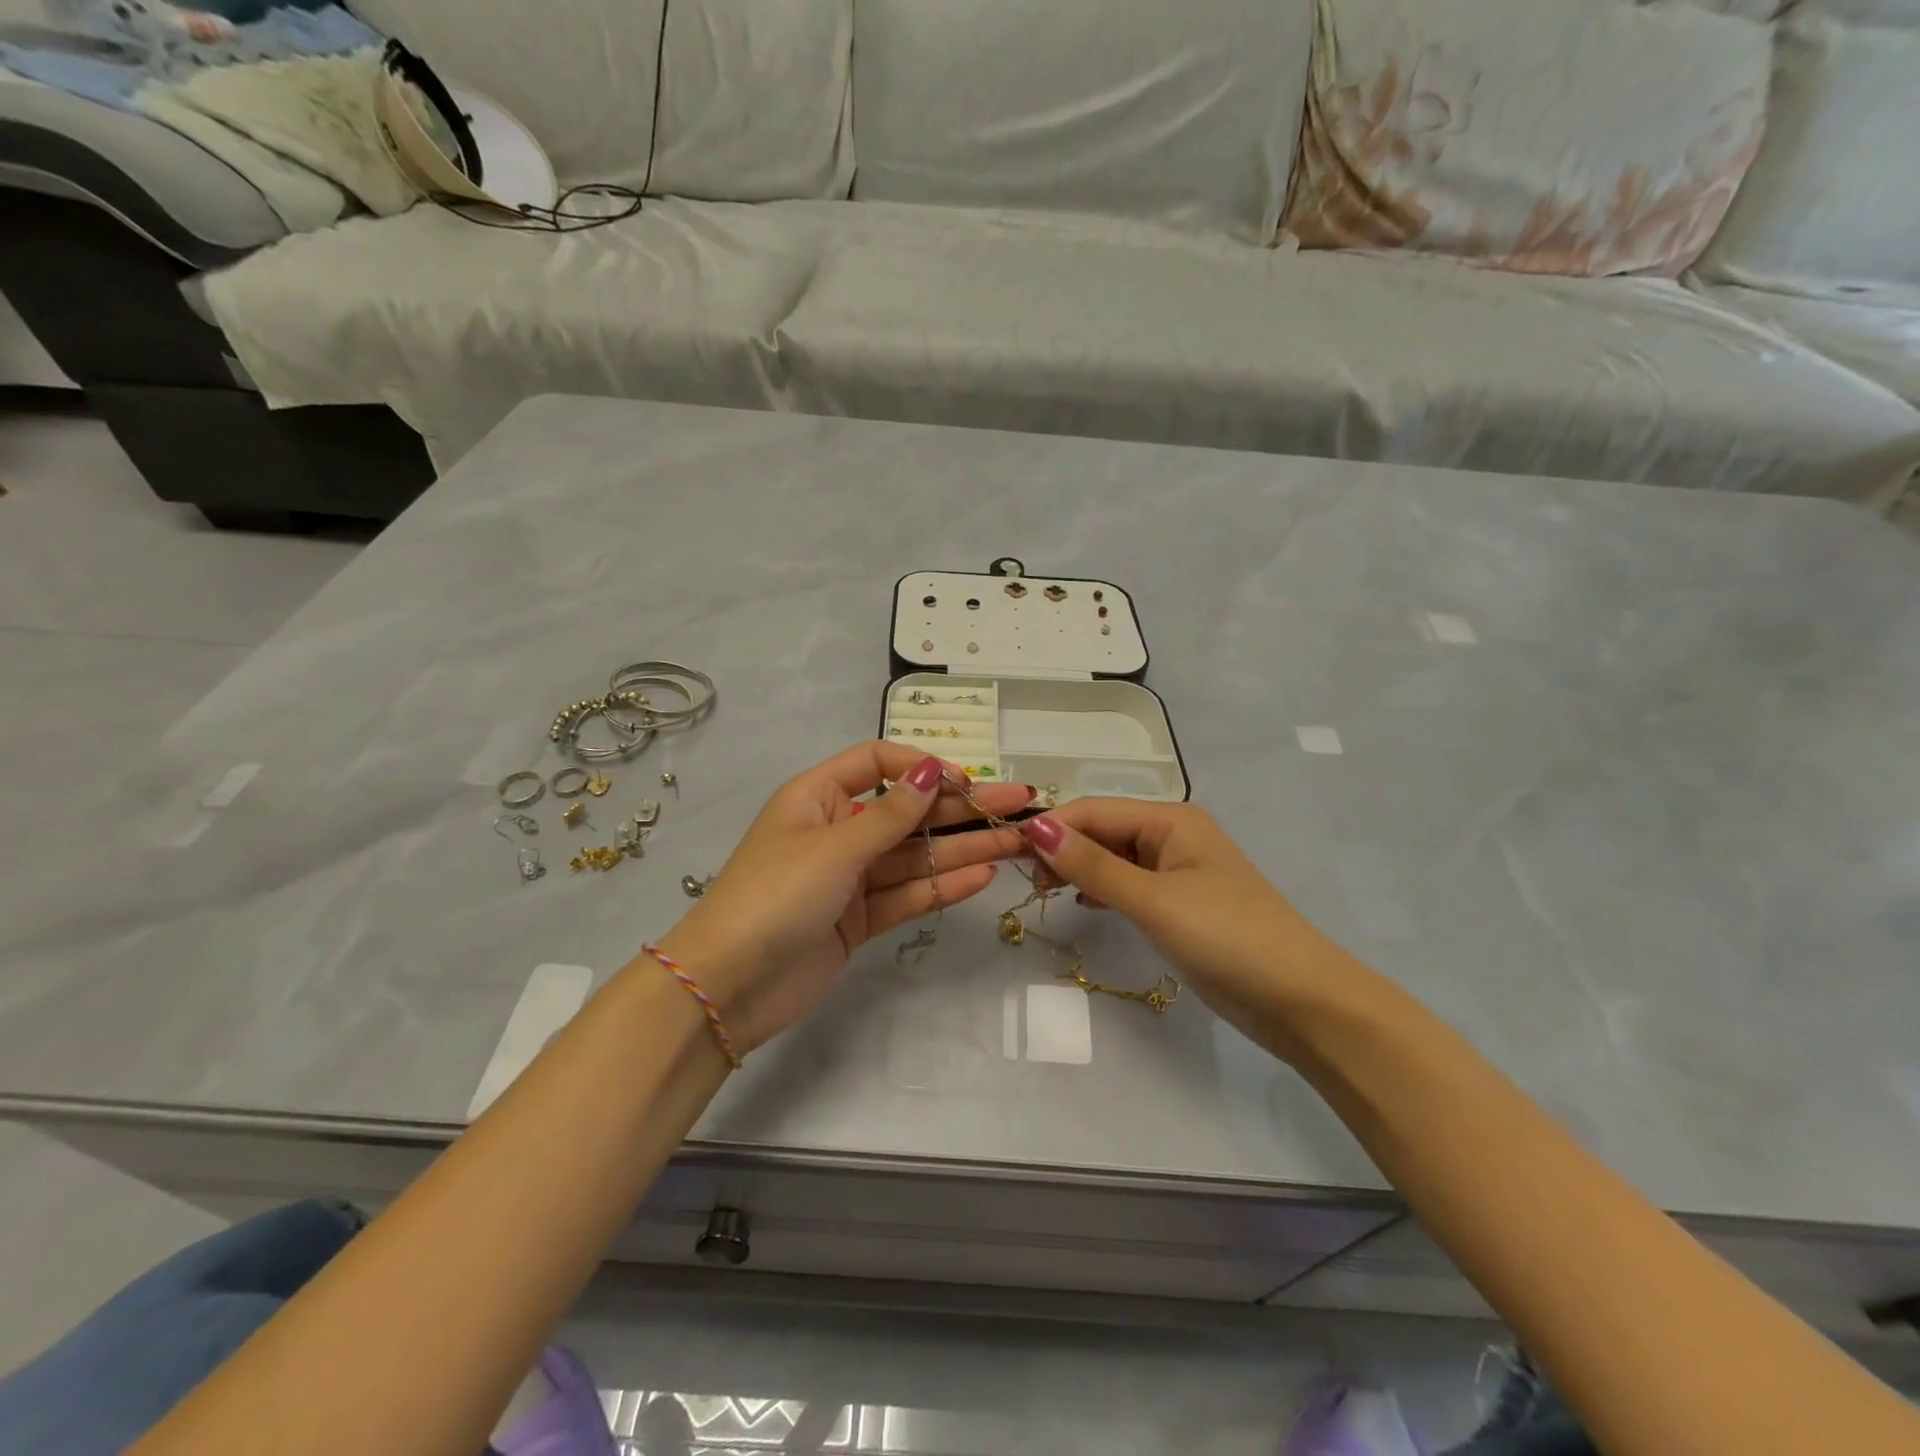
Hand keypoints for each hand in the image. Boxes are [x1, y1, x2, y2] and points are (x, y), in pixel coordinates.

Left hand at [652, 744, 1029, 1054]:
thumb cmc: (775, 895)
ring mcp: (849, 878)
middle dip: (962, 809)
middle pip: (908, 812)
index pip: (878, 763)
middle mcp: (837, 830)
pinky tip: (982, 878)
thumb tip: (932, 769)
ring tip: (1017, 843)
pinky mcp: (858, 919)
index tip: (966, 781)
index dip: (923, 767)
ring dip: (963, 849)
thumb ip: (891, 814)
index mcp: (818, 797)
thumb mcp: (834, 846)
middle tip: (1020, 805)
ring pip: (914, 856)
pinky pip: (906, 894)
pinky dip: (941, 887)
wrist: (727, 986)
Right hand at [1020, 801, 1336, 1046]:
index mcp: (1171, 820)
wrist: (1302, 1001)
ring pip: (1115, 858)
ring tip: (1045, 892)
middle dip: (1064, 848)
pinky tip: (1084, 905)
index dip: (1051, 827)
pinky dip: (1103, 890)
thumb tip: (1037, 827)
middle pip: (1104, 830)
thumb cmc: (1227, 938)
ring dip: (1080, 869)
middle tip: (1027, 882)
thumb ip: (1093, 866)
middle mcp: (1173, 836)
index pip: (1095, 810)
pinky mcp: (1181, 905)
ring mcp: (1179, 872)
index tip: (1007, 852)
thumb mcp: (1153, 900)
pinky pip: (1130, 884)